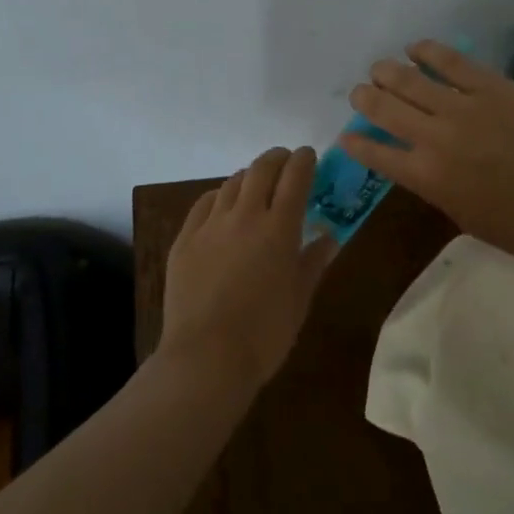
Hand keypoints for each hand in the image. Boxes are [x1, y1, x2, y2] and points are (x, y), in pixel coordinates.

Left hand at [158, 146, 338, 392]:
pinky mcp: (184, 240)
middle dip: (277, 159)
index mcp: (280, 228)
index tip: (309, 156)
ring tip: (257, 184)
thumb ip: (314, 261)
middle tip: (286, 163)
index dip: (304, 160)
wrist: (206, 358)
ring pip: (232, 183)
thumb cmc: (265, 333)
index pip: (295, 177)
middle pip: (261, 170)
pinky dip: (220, 196)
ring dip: (249, 176)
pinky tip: (224, 204)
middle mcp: (245, 216)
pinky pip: (204, 204)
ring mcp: (210, 226)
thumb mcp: (300, 298)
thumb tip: (329, 237)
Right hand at [341, 39, 513, 264]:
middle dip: (365, 98)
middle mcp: (435, 138)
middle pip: (385, 108)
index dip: (356, 143)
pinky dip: (428, 52)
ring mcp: (463, 108)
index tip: (347, 135)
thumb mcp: (458, 212)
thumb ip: (431, 183)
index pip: (376, 153)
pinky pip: (451, 61)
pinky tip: (415, 48)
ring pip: (410, 80)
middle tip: (360, 93)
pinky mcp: (491, 87)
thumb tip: (417, 161)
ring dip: (387, 72)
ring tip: (379, 69)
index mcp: (425, 176)